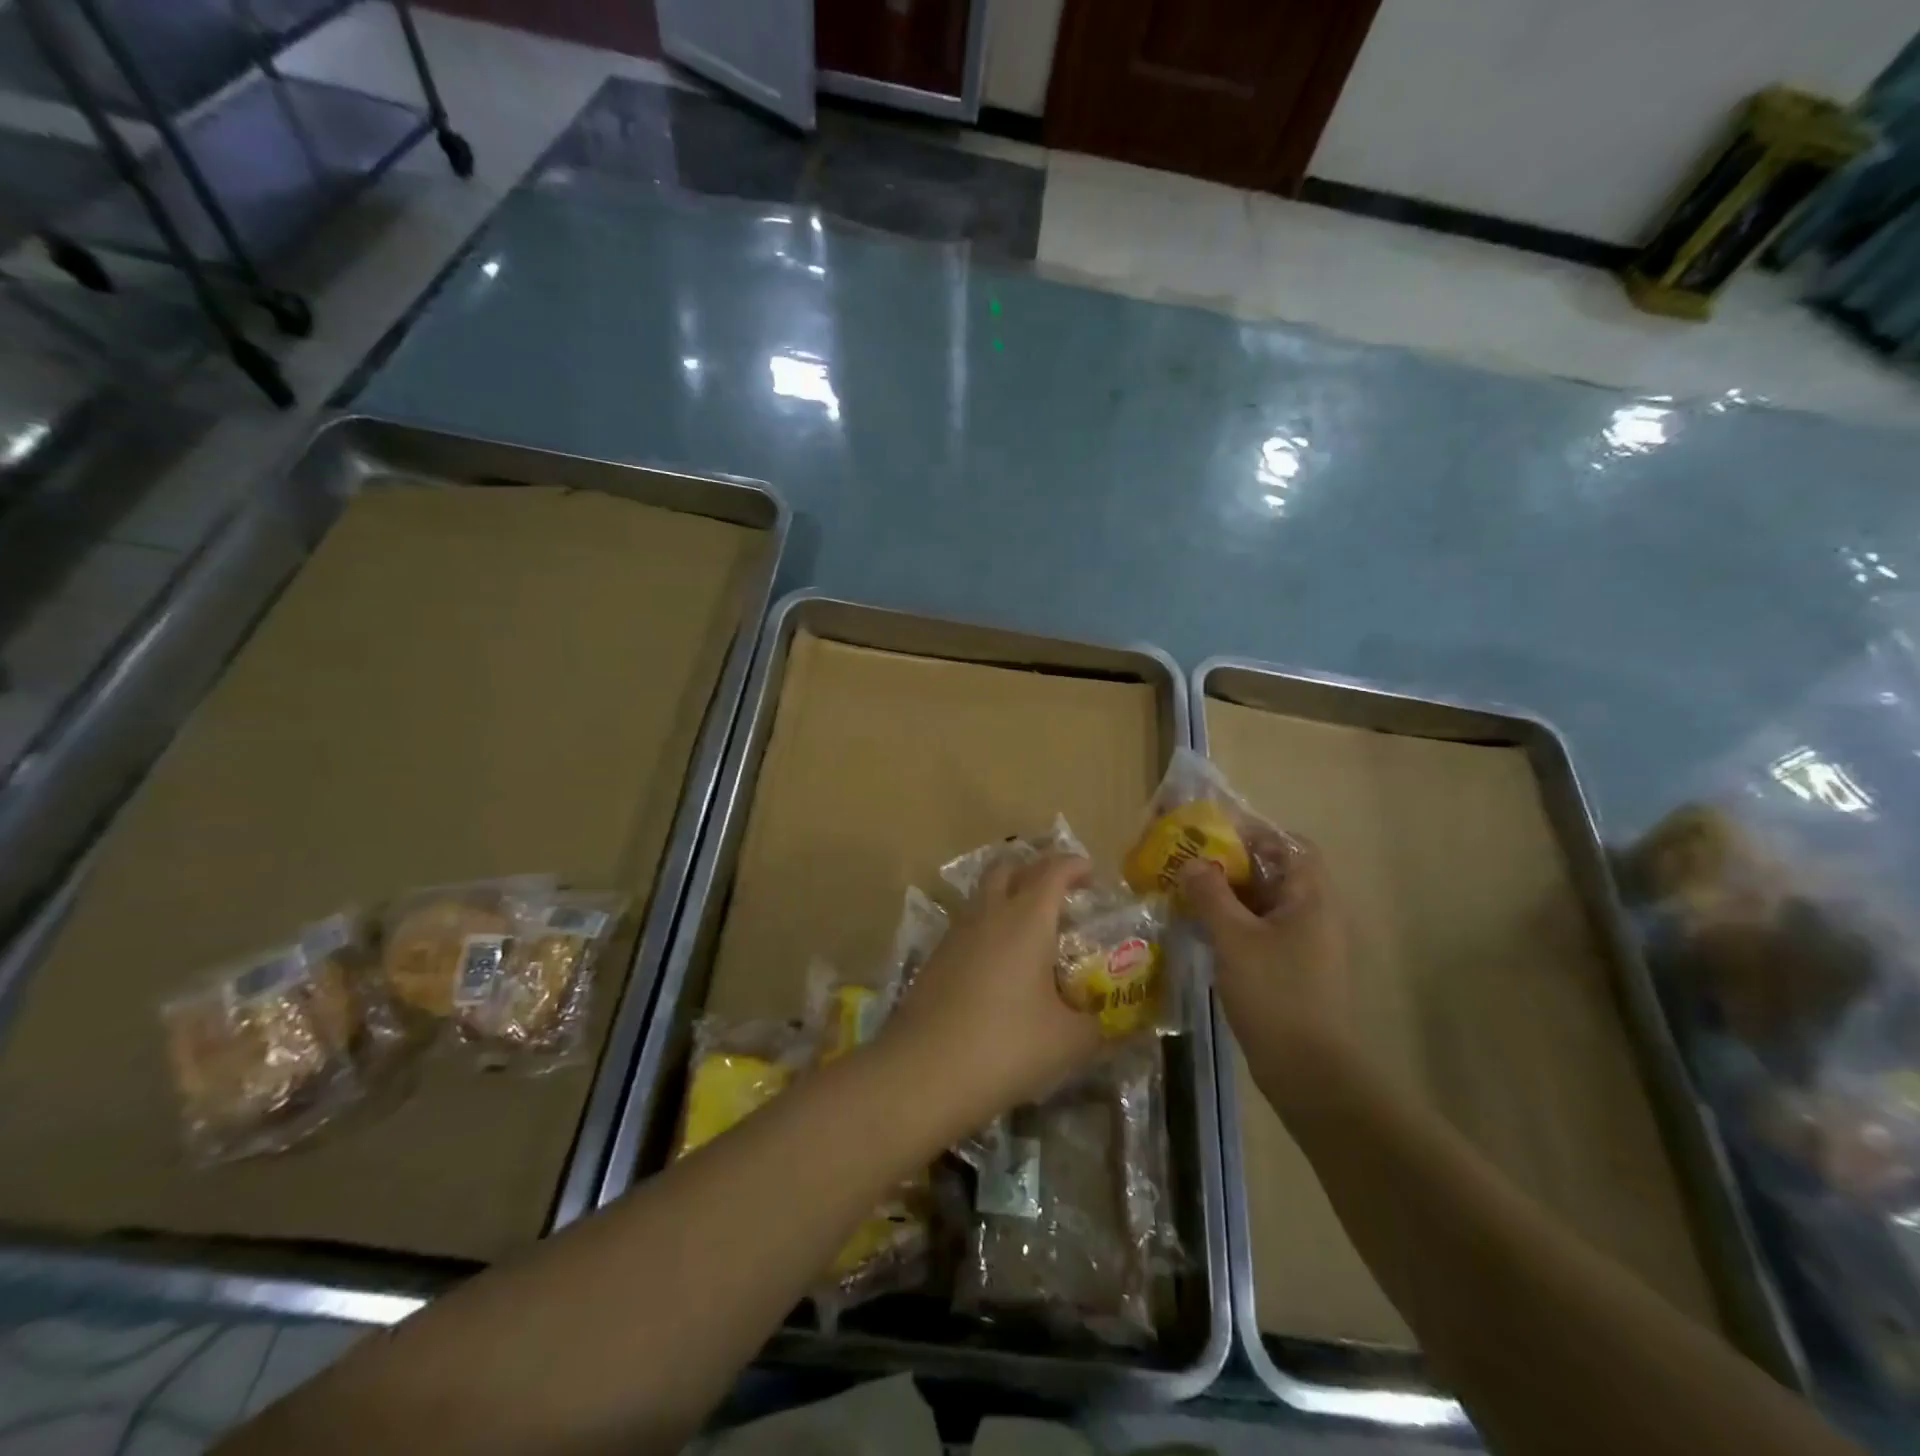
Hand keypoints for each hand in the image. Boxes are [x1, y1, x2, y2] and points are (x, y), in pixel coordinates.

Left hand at [880, 852, 1103, 1136]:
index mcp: (1026, 919)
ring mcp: (956, 934)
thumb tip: (1112, 1024)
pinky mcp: (935, 958)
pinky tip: (1000, 964)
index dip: (1074, 865)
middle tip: (1059, 894)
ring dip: (1007, 897)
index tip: (1091, 873)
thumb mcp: (1067, 1042)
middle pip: (1008, 868)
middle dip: (1034, 870)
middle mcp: (989, 914)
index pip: (1052, 871)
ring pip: (983, 895)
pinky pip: (968, 926)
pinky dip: (988, 928)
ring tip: (1031, 930)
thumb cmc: (1005, 1046)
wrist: (922, 1072)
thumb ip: (1097, 1026)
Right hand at [1180, 832, 1348, 1059]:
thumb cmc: (1275, 993)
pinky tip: (1202, 930)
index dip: (1256, 834)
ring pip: (1264, 905)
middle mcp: (1314, 915)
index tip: (1215, 834)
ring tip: (1187, 892)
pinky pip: (1261, 932)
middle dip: (1233, 864)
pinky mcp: (1292, 971)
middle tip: (1190, 862)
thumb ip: (1211, 894)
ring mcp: (1305, 946)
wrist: (1308, 1070)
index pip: (1291, 846)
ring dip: (1229, 896)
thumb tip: (1193, 862)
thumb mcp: (1234, 938)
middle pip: (1275, 874)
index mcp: (1311, 899)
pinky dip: (1234, 924)